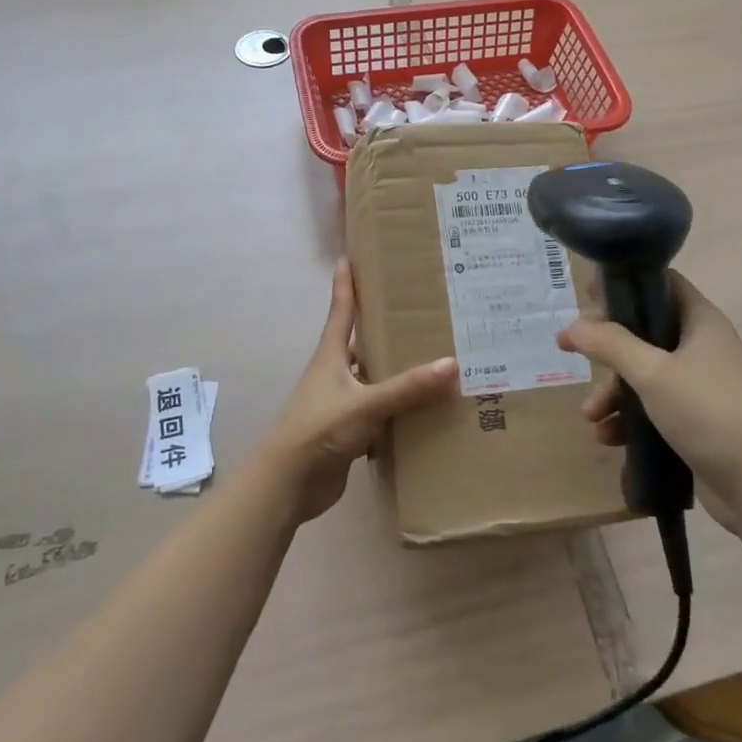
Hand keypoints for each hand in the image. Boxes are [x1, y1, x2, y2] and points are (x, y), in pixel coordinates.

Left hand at [260, 259, 457, 522]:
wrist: (289, 483)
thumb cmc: (320, 429)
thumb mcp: (367, 404)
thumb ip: (407, 387)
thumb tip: (451, 364)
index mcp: (331, 356)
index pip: (341, 311)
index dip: (346, 284)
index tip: (349, 257)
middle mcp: (335, 374)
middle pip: (360, 342)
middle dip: (383, 327)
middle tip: (416, 309)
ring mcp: (340, 403)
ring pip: (372, 379)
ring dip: (394, 371)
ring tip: (430, 356)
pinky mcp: (348, 431)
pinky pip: (378, 412)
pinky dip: (397, 409)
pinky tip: (423, 408)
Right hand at [557, 271, 741, 528]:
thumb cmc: (709, 414)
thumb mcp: (653, 374)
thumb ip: (611, 345)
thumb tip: (571, 326)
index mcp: (701, 321)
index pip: (661, 283)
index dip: (625, 286)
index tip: (588, 300)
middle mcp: (703, 346)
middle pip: (646, 330)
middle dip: (608, 347)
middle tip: (574, 351)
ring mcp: (702, 384)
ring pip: (646, 372)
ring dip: (614, 390)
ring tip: (590, 415)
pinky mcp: (698, 418)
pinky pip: (655, 406)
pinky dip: (631, 417)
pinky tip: (609, 437)